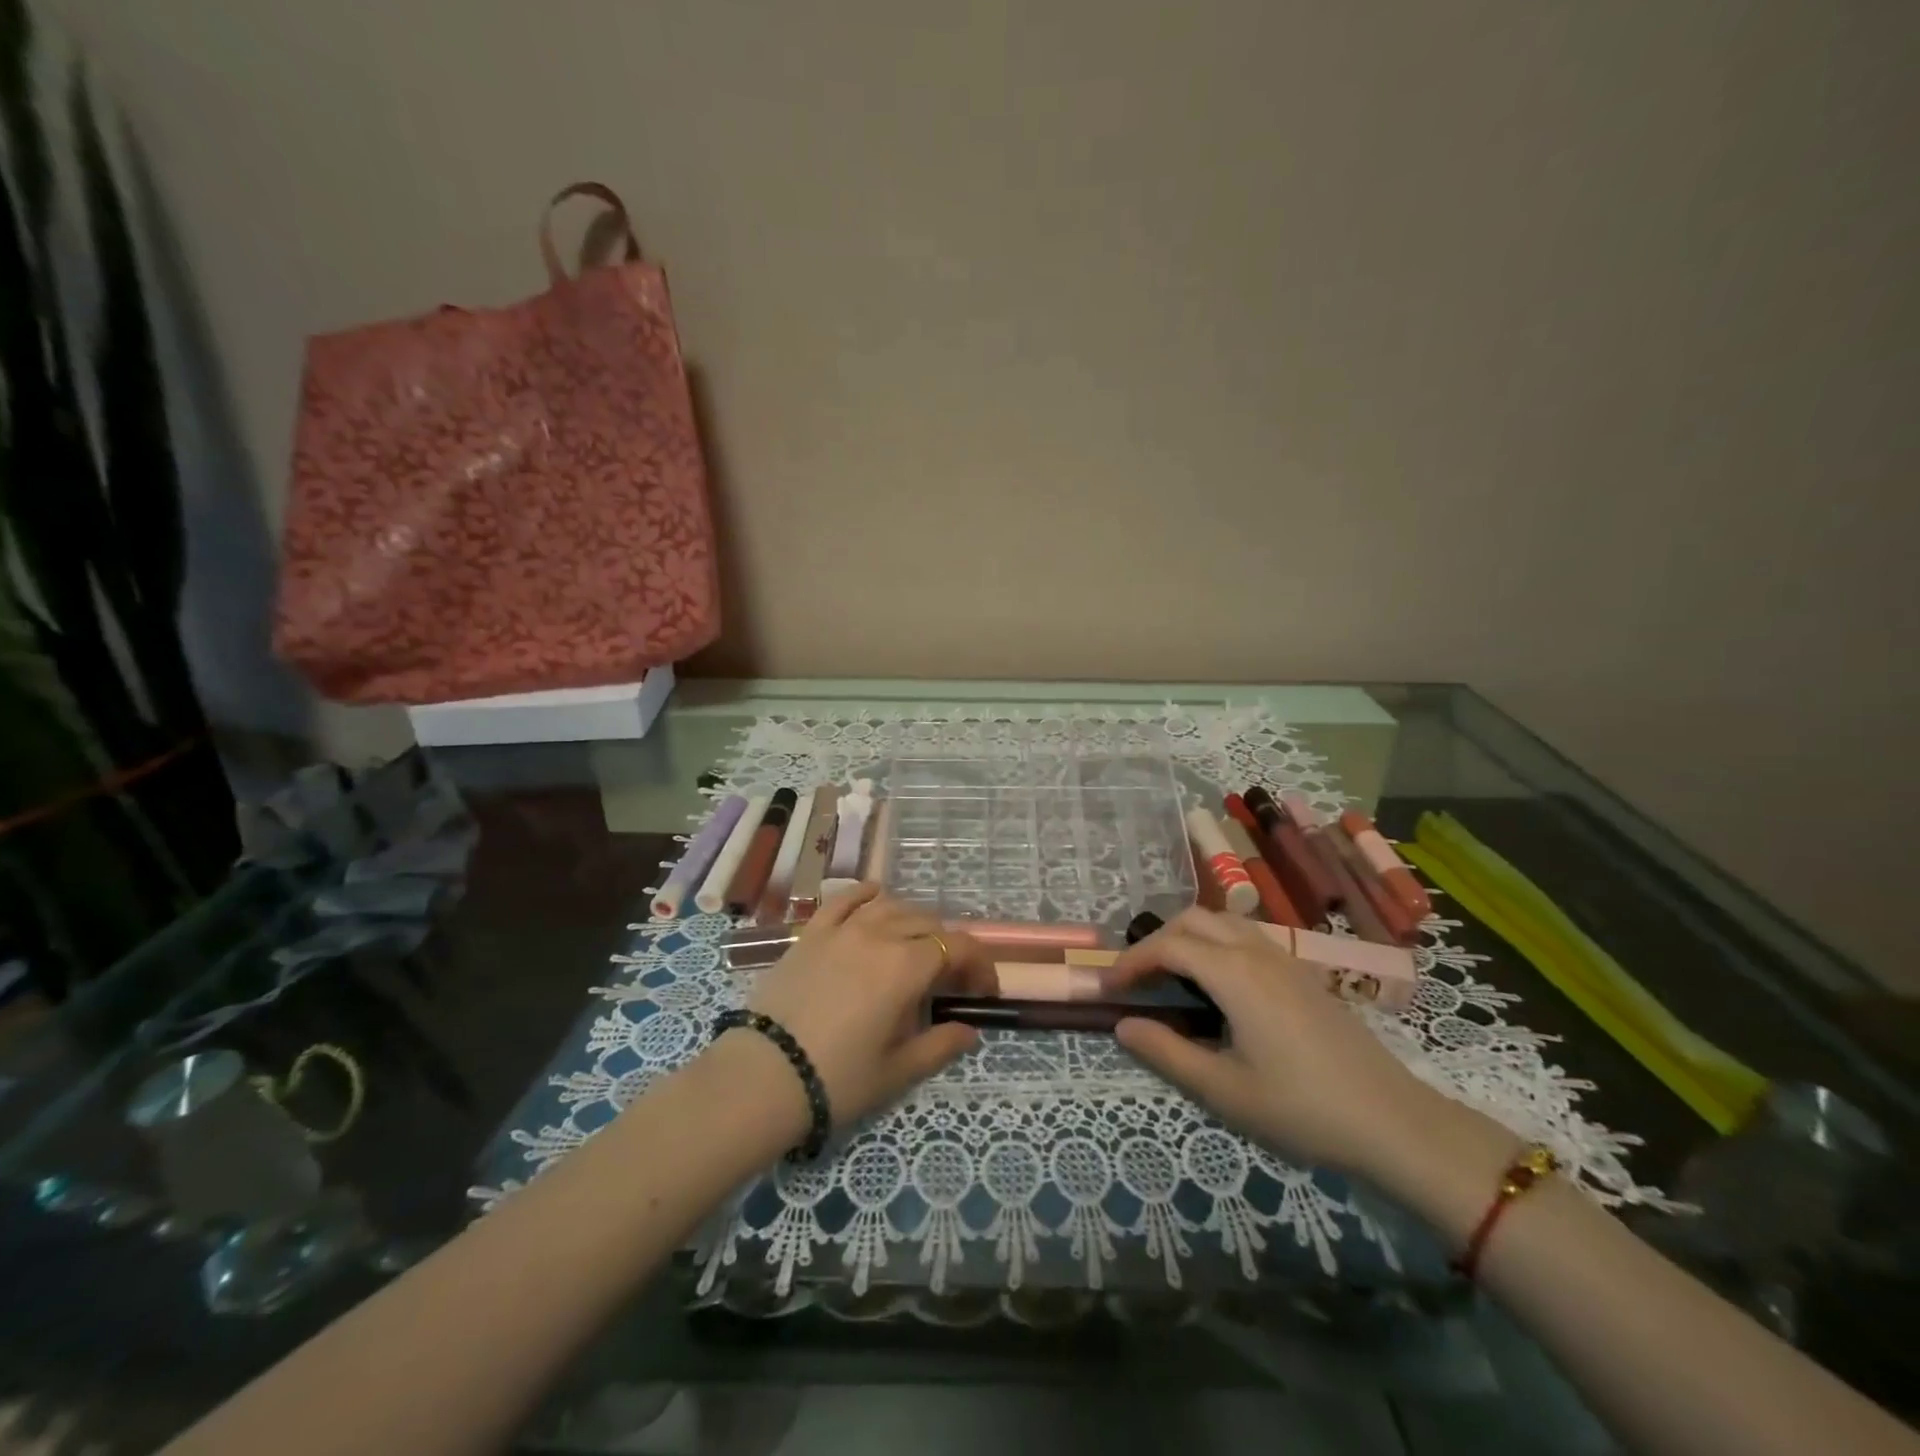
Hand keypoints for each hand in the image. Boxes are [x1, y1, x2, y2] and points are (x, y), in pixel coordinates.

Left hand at [741, 884, 995, 1128]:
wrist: (763, 1077)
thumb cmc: (838, 1079)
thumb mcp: (898, 1070)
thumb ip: (941, 1045)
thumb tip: (970, 1030)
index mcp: (906, 967)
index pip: (958, 947)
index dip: (980, 964)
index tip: (984, 991)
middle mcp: (878, 935)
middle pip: (928, 924)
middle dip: (950, 948)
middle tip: (950, 981)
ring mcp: (842, 928)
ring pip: (892, 906)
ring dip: (915, 922)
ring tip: (916, 947)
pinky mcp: (812, 932)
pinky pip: (846, 899)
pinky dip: (868, 895)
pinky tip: (877, 900)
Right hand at [1105, 908, 1439, 1176]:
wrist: (1391, 1120)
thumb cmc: (1301, 1107)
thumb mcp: (1224, 1089)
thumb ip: (1167, 1052)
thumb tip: (1122, 1025)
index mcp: (1234, 974)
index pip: (1168, 947)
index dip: (1131, 961)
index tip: (1108, 987)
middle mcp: (1255, 951)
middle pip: (1193, 920)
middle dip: (1156, 940)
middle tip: (1136, 978)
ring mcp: (1283, 958)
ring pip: (1222, 920)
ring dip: (1187, 936)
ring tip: (1171, 974)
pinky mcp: (1301, 971)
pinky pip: (1246, 935)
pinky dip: (1215, 942)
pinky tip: (1217, 982)